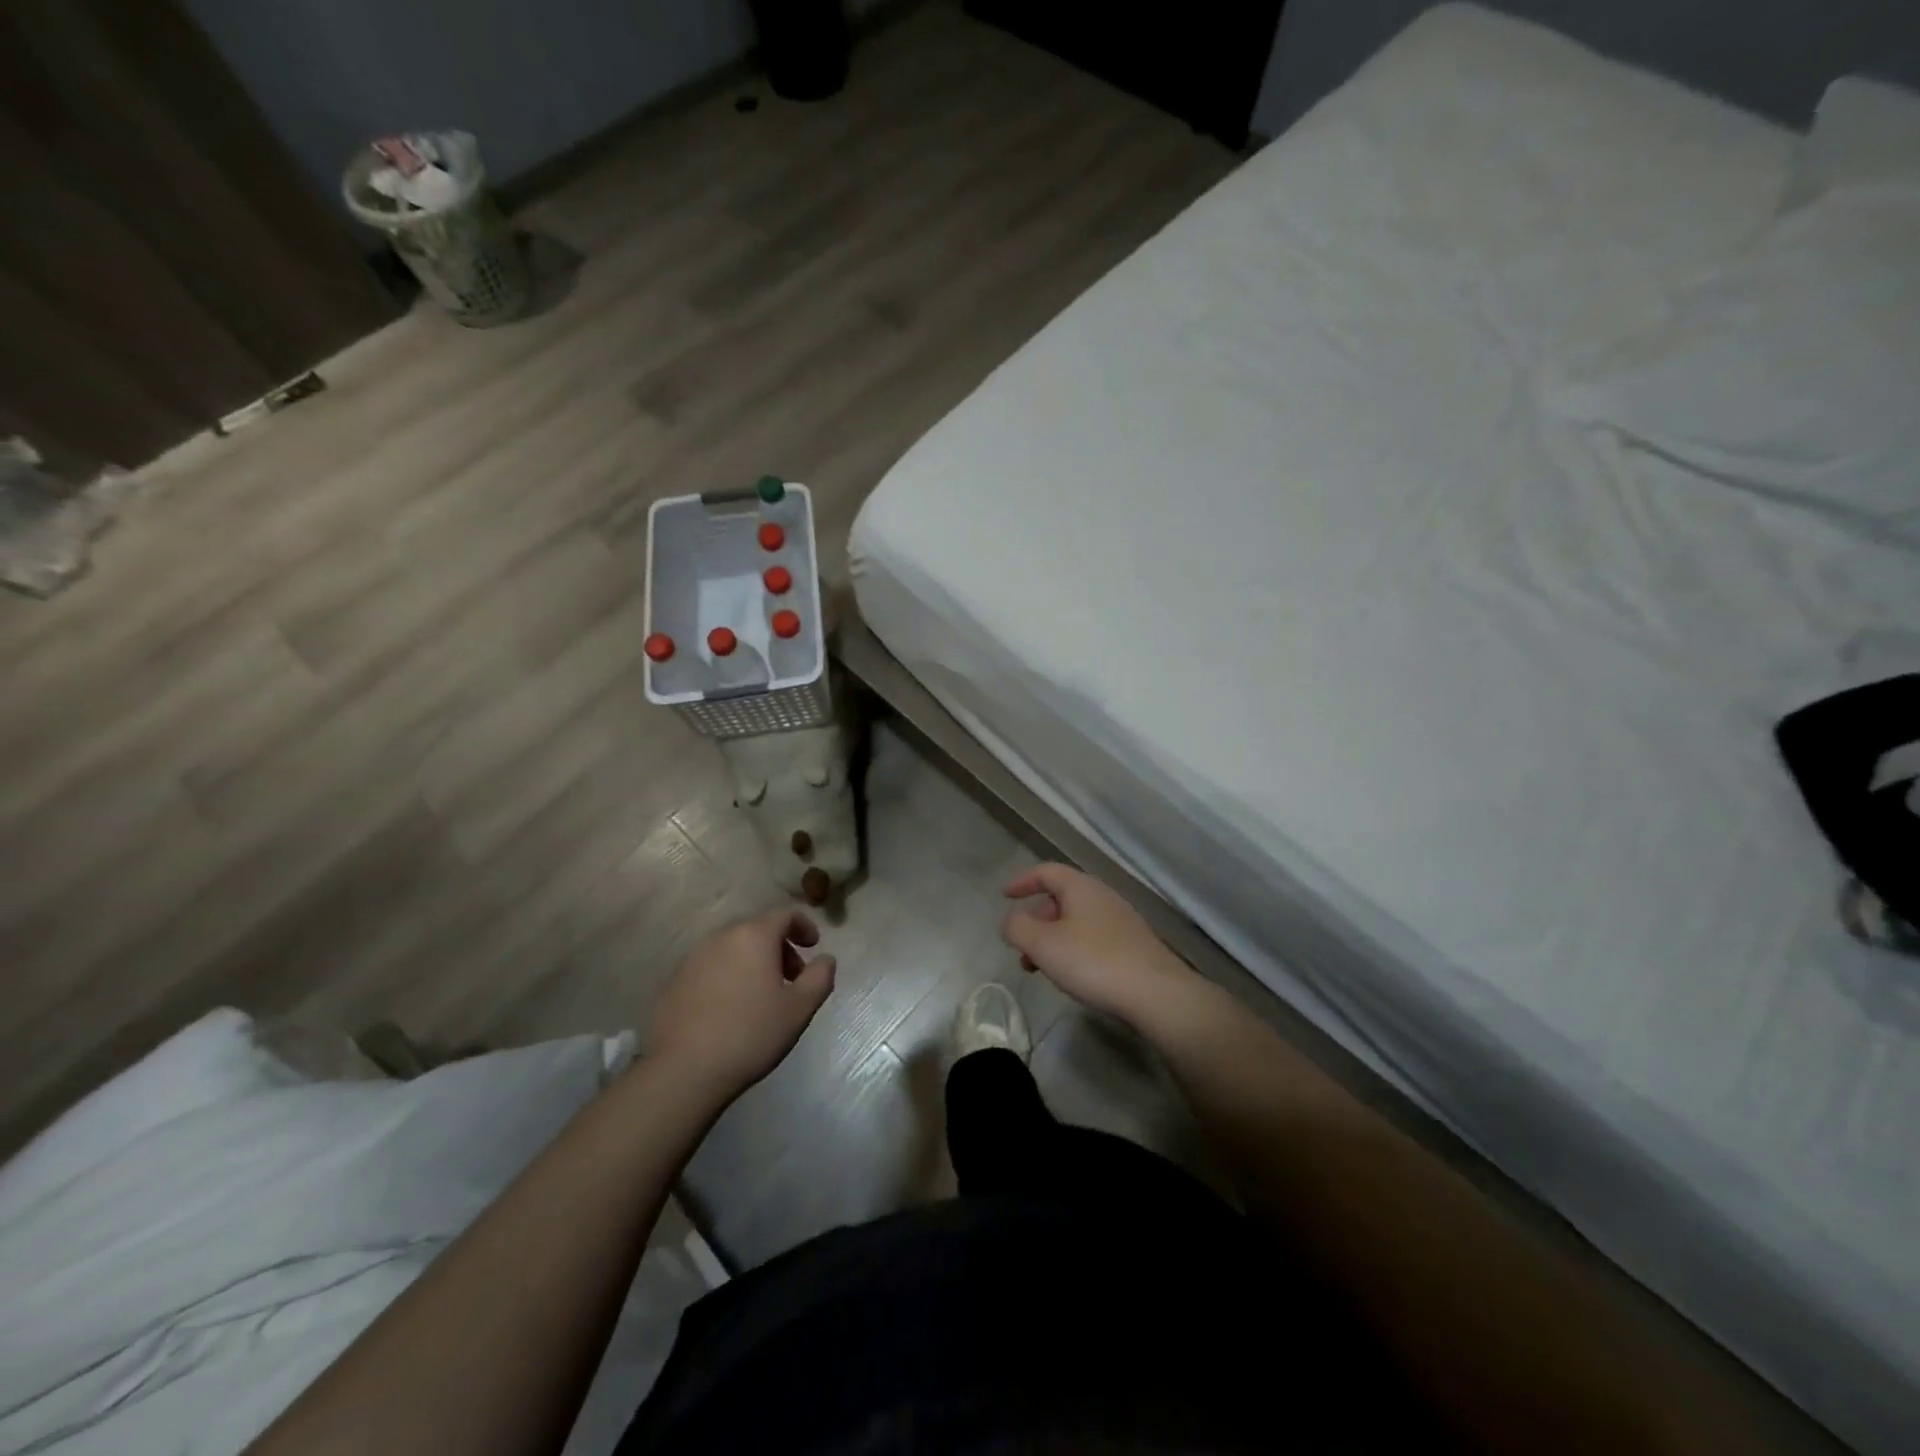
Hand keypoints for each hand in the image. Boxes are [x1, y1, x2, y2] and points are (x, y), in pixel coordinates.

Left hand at [646, 908, 835, 1099]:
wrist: (683, 1070)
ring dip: (752, 962)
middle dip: (779, 948)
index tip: (813, 947)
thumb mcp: (799, 1008)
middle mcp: (721, 937)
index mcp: (753, 936)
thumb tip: (825, 959)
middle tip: (791, 979)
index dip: (803, 926)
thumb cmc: (750, 1034)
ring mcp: (692, 958)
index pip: (784, 914)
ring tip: (760, 996)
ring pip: (732, 949)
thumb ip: (820, 977)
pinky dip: (727, 976)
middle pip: (757, 930)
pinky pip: (710, 968)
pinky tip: (729, 1010)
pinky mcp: (673, 981)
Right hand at [1002, 863, 1194, 1026]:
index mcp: (1080, 887)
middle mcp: (1102, 896)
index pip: (1046, 872)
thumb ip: (1017, 928)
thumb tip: (1010, 921)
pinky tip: (1072, 975)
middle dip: (1036, 920)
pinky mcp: (1132, 945)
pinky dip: (1073, 949)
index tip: (1004, 896)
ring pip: (1076, 921)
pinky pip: (1092, 938)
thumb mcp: (1043, 945)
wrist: (1155, 993)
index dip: (1022, 881)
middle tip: (1021, 947)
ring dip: (1053, 939)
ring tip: (1041, 969)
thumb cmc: (1093, 961)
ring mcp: (1121, 920)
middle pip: (1061, 898)